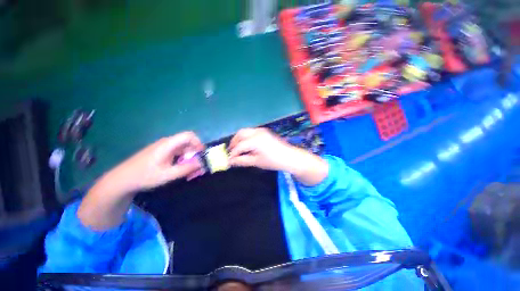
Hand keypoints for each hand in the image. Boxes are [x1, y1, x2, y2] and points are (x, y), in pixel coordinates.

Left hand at [103, 131, 204, 194]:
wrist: (122, 179)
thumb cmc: (144, 176)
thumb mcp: (167, 175)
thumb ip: (186, 169)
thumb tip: (201, 163)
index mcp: (168, 144)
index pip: (188, 135)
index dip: (198, 142)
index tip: (202, 154)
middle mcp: (167, 143)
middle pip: (188, 143)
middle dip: (196, 154)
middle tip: (198, 167)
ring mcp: (164, 148)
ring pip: (184, 149)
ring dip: (190, 159)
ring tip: (191, 172)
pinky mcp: (162, 153)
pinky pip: (178, 154)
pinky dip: (183, 160)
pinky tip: (182, 170)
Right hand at [228, 128, 295, 170]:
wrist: (289, 156)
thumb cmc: (273, 161)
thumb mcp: (257, 162)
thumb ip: (242, 161)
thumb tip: (230, 161)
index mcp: (255, 140)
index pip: (239, 145)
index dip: (233, 153)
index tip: (228, 159)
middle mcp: (257, 132)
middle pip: (240, 134)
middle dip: (234, 142)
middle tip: (231, 152)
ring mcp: (261, 130)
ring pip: (245, 131)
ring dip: (239, 139)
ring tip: (238, 149)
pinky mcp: (264, 131)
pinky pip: (251, 132)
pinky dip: (246, 137)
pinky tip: (246, 145)